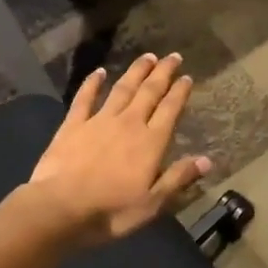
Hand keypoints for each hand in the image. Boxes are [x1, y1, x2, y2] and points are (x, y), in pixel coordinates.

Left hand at [27, 54, 211, 244]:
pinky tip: (99, 72)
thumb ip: (178, 178)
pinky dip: (93, 83)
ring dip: (136, 71)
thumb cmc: (111, 211)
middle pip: (149, 92)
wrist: (60, 208)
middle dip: (163, 73)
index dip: (180, 92)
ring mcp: (99, 120)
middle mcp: (129, 123)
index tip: (187, 77)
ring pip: (122, 89)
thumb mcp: (152, 203)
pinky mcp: (73, 124)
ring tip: (147, 57)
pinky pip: (85, 97)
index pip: (170, 110)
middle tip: (173, 56)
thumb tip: (207, 160)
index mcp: (151, 142)